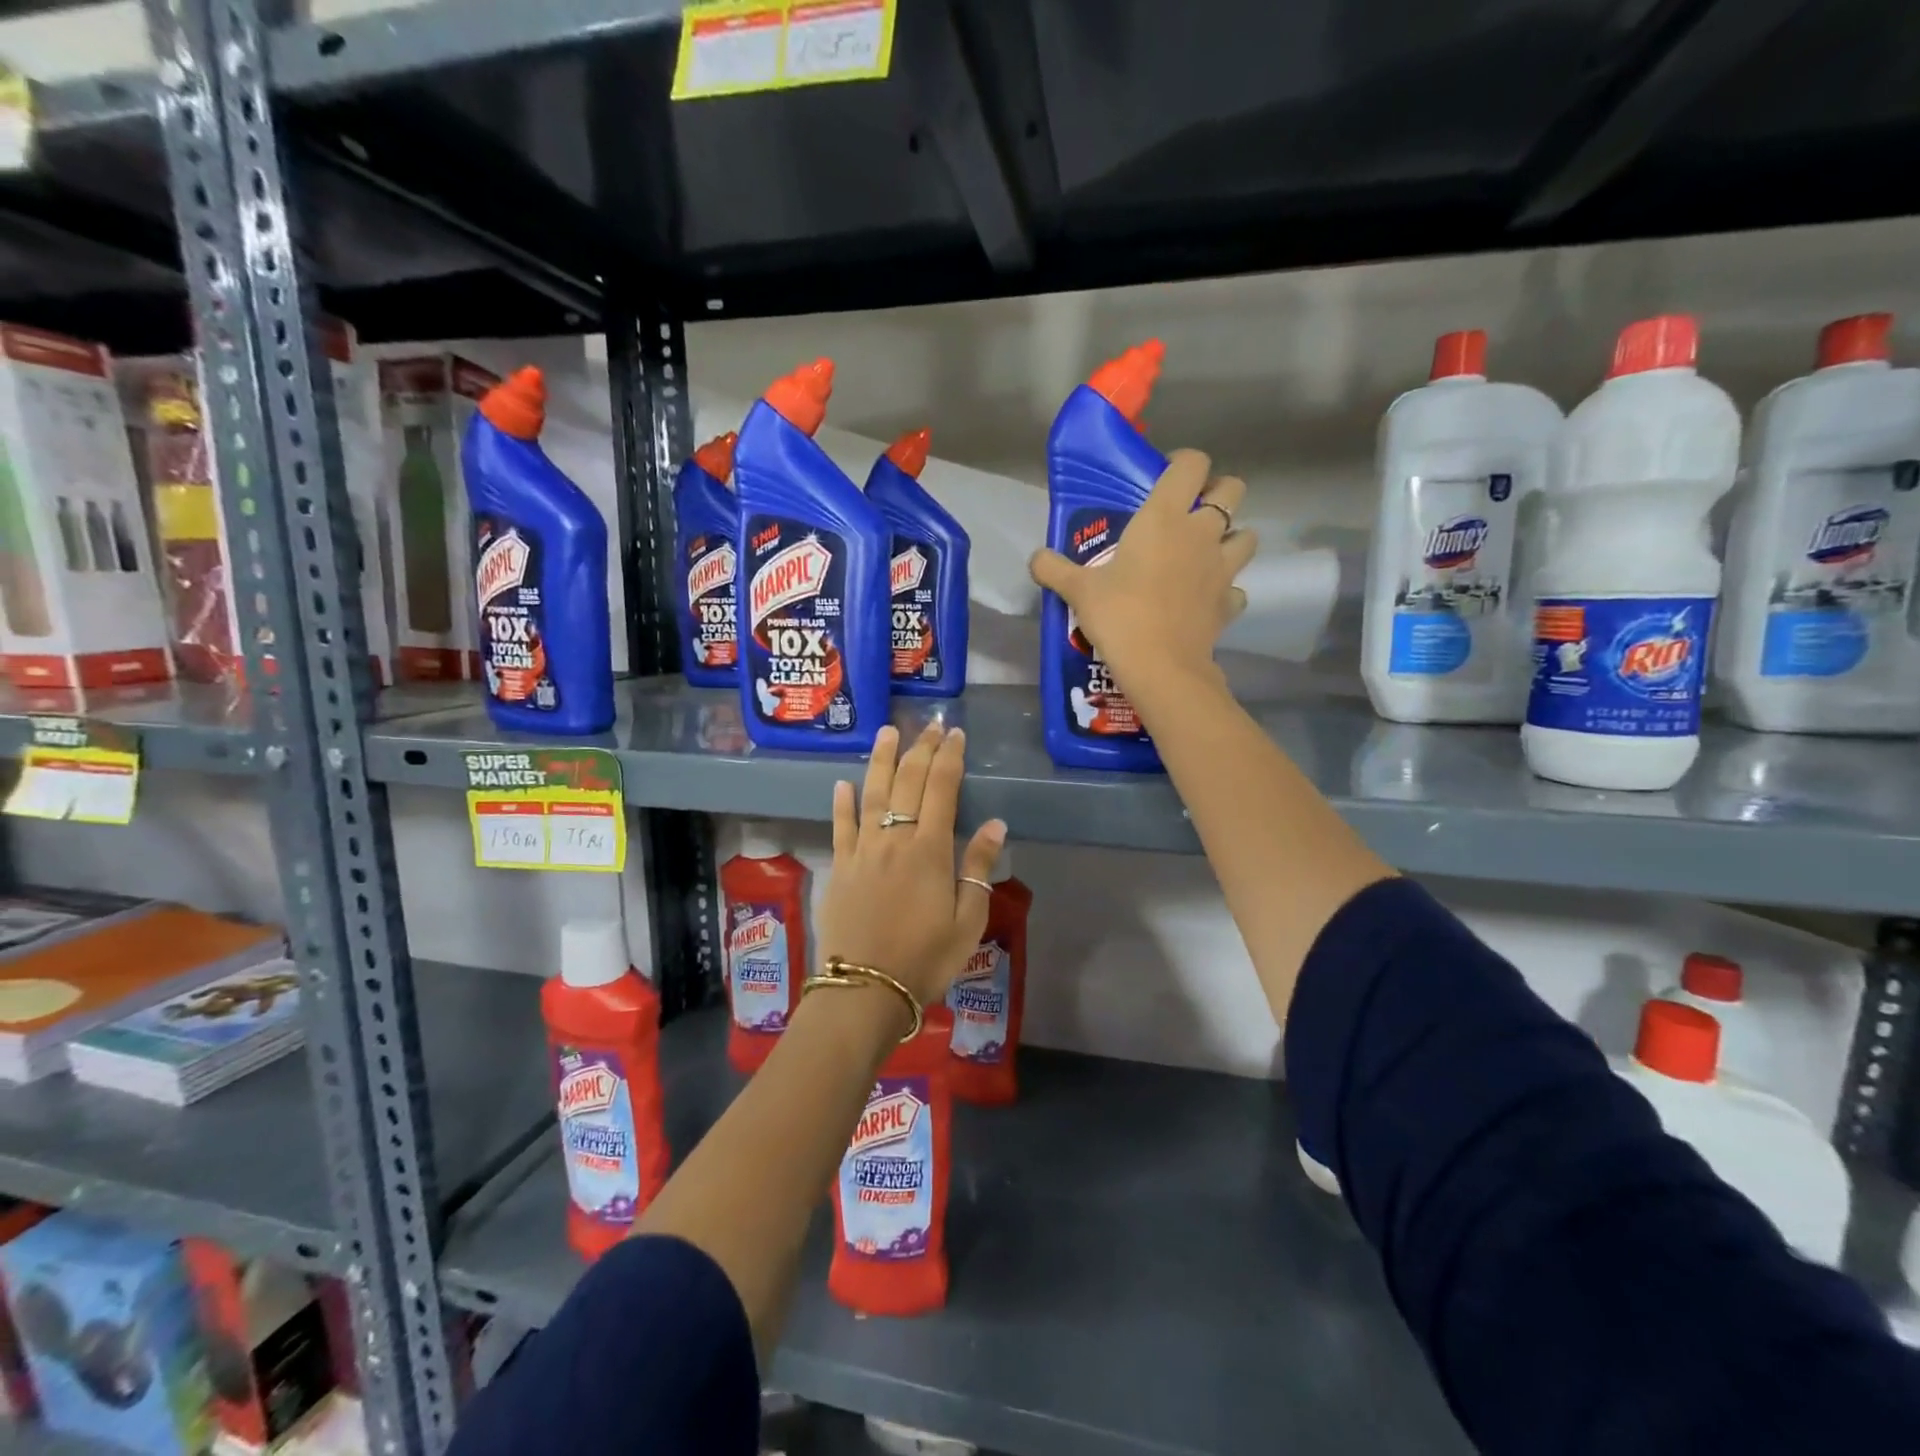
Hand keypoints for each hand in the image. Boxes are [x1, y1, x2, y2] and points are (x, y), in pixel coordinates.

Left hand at [820, 723, 1006, 1010]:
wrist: (865, 989)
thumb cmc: (925, 959)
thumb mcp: (967, 921)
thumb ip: (978, 869)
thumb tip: (995, 824)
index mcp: (929, 850)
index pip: (942, 789)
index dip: (950, 758)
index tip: (956, 734)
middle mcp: (894, 839)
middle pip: (908, 782)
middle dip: (921, 749)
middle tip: (930, 725)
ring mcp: (863, 850)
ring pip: (872, 793)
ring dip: (882, 760)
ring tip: (888, 732)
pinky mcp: (840, 867)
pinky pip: (841, 826)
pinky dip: (842, 802)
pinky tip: (843, 783)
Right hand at [1029, 449, 1255, 698]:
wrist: (1159, 665)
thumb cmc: (1119, 615)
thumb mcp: (1077, 590)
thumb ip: (1054, 568)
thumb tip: (1036, 558)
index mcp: (1165, 516)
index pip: (1192, 463)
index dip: (1183, 463)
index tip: (1165, 478)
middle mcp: (1201, 533)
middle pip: (1233, 488)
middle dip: (1218, 494)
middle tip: (1191, 513)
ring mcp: (1222, 567)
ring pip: (1247, 535)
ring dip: (1231, 538)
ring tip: (1206, 554)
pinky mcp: (1230, 601)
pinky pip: (1237, 588)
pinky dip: (1227, 590)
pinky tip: (1206, 599)